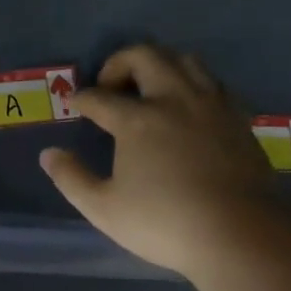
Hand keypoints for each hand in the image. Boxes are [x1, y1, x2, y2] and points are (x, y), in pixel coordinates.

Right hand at [39, 44, 289, 280]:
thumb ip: (72, 178)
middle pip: (144, 56)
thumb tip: (49, 154)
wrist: (241, 234)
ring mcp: (211, 104)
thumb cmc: (166, 223)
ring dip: (159, 64)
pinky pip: (212, 82)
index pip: (100, 97)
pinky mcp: (238, 117)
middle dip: (119, 63)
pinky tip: (188, 106)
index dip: (82, 98)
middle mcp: (174, 98)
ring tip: (149, 87)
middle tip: (109, 86)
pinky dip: (192, 83)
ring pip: (183, 60)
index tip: (76, 104)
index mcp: (137, 119)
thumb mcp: (104, 209)